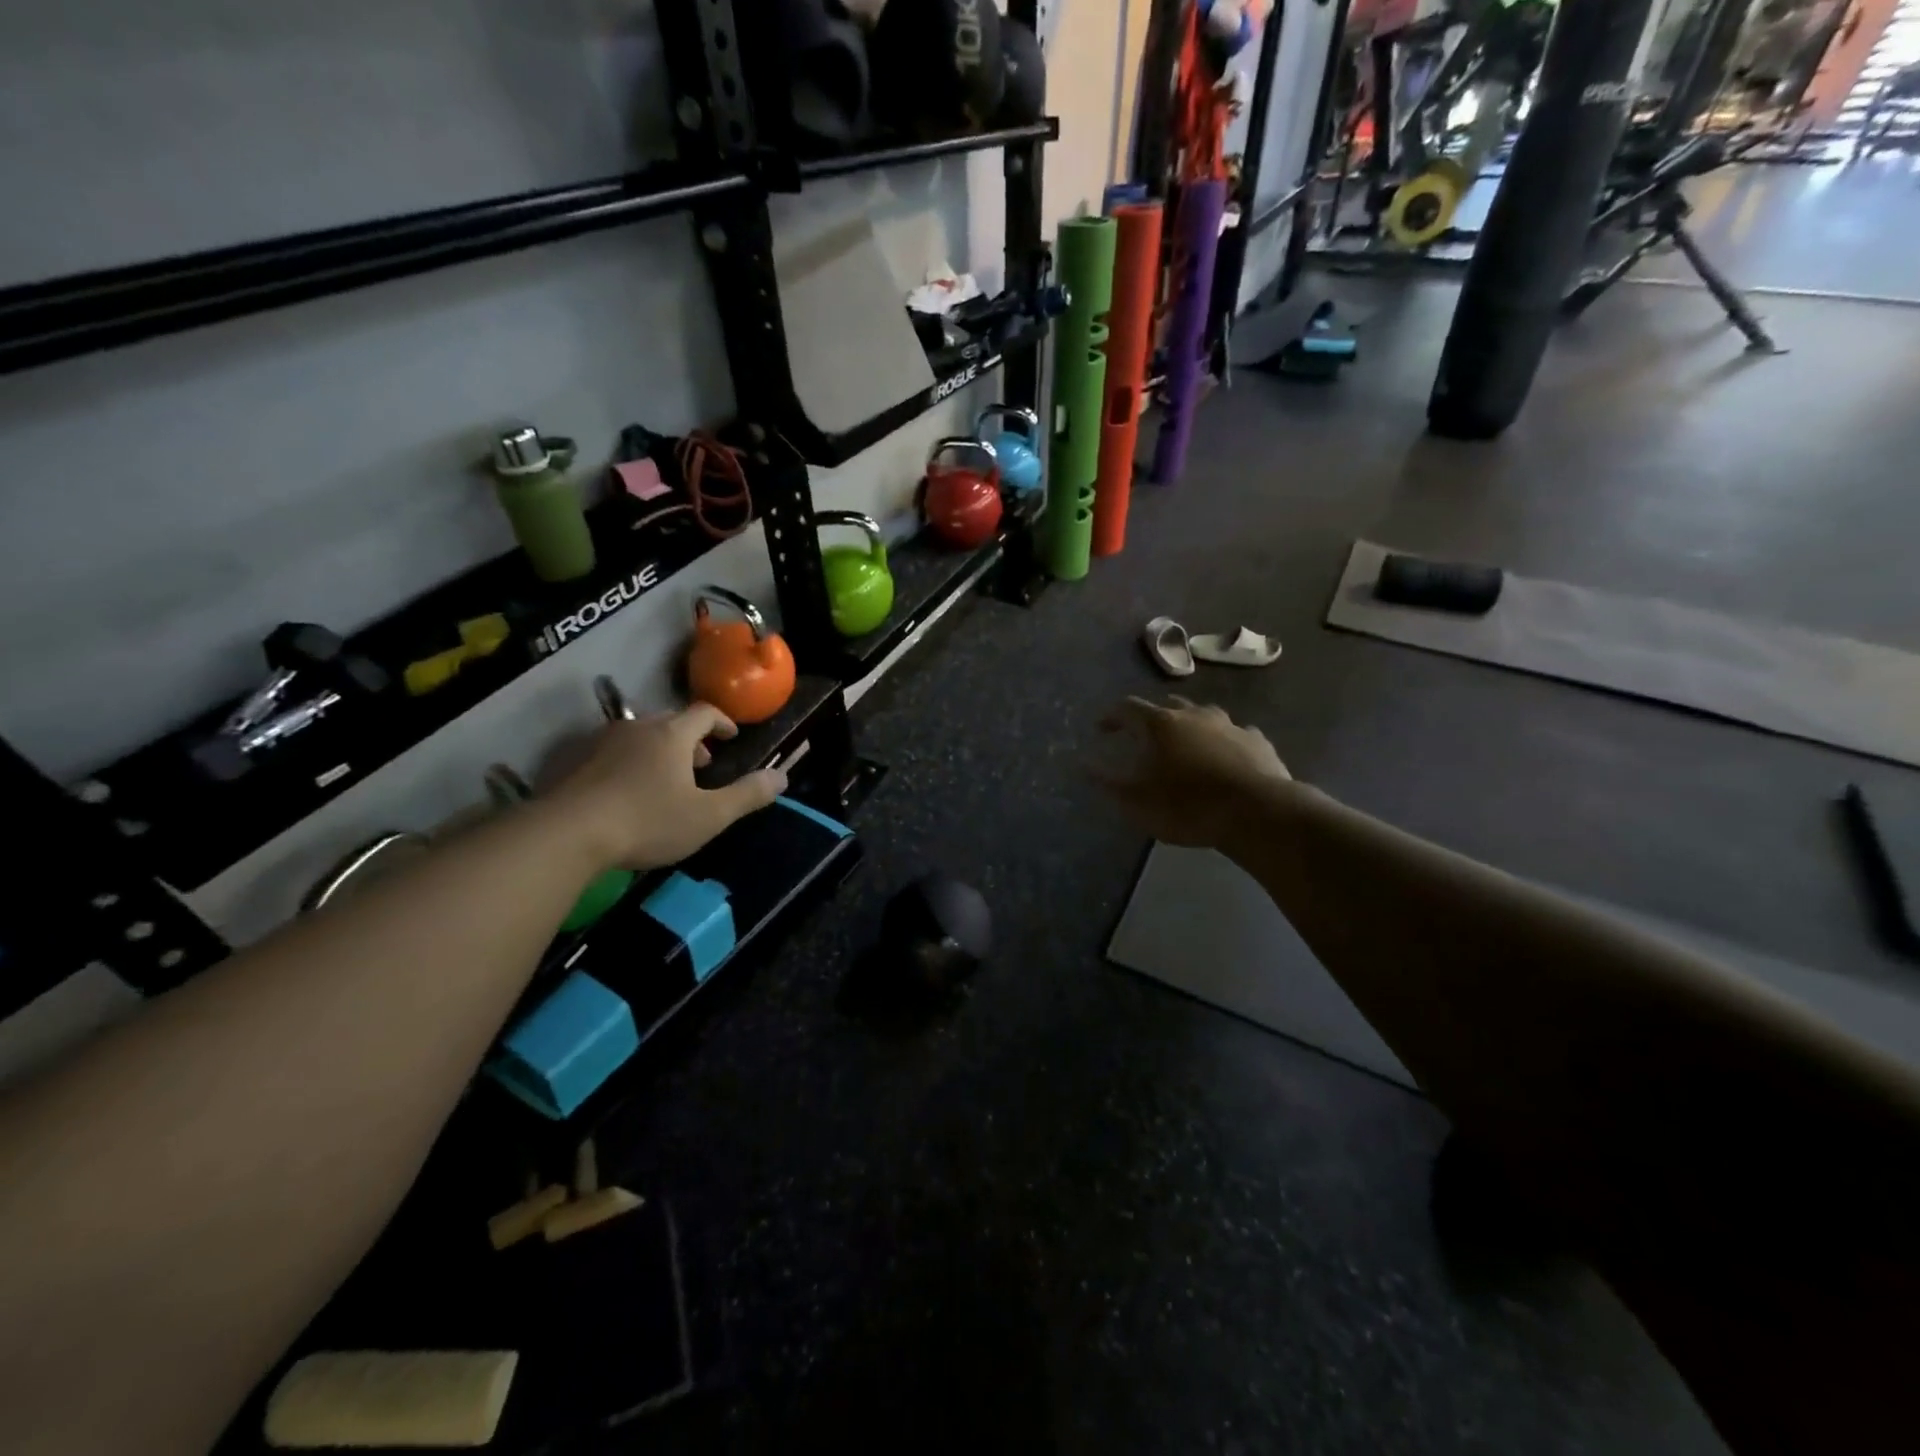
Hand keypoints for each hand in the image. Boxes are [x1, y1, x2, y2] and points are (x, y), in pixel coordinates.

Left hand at [544, 703, 786, 871]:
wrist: (566, 834)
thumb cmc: (648, 821)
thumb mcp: (709, 816)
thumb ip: (747, 795)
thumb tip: (782, 776)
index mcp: (672, 735)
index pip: (704, 712)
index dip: (722, 722)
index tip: (732, 737)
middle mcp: (638, 729)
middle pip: (670, 721)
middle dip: (692, 739)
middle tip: (703, 763)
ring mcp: (601, 743)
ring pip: (640, 736)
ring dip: (660, 750)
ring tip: (667, 779)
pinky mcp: (575, 762)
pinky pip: (612, 753)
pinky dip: (630, 763)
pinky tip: (628, 792)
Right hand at [1091, 696, 1290, 848]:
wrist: (1256, 812)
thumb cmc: (1186, 805)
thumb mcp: (1134, 800)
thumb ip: (1106, 780)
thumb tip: (1083, 763)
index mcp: (1160, 724)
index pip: (1127, 708)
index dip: (1111, 716)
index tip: (1101, 728)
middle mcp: (1194, 715)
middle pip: (1168, 706)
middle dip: (1153, 718)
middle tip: (1145, 735)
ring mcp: (1230, 725)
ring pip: (1205, 715)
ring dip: (1191, 725)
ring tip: (1186, 744)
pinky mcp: (1258, 742)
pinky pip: (1236, 735)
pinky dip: (1225, 742)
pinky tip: (1227, 757)